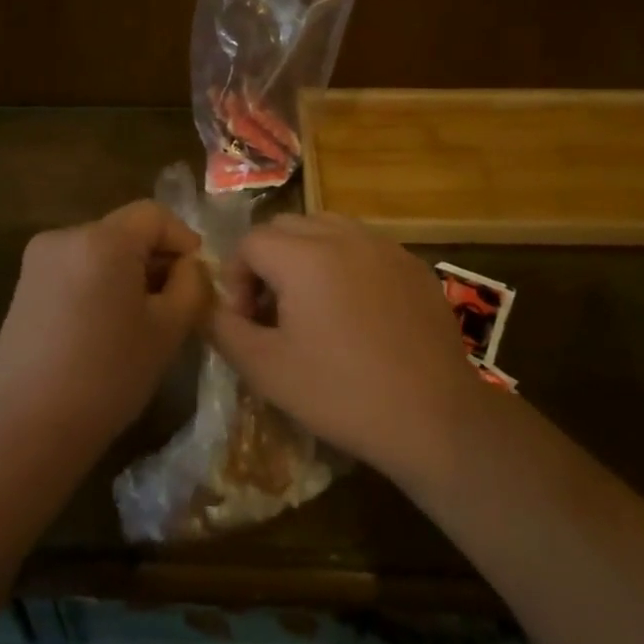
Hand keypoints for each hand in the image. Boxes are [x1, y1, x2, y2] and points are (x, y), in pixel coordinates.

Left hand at [0, 201, 210, 449]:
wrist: (26, 428)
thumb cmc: (107, 376)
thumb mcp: (168, 330)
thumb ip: (191, 285)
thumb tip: (189, 265)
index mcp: (102, 240)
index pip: (154, 215)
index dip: (183, 238)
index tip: (198, 277)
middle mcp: (65, 236)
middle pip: (125, 230)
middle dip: (156, 258)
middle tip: (177, 301)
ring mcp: (39, 260)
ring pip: (101, 250)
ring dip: (128, 272)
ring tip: (142, 317)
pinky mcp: (24, 285)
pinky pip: (76, 268)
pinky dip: (100, 283)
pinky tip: (106, 326)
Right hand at [207, 213, 484, 481]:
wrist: (434, 417)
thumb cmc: (341, 393)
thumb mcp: (266, 369)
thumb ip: (224, 329)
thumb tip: (209, 306)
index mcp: (303, 255)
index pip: (250, 242)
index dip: (237, 278)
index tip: (248, 320)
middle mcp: (343, 235)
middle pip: (287, 226)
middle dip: (269, 260)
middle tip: (274, 310)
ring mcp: (383, 246)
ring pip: (327, 228)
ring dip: (307, 256)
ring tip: (313, 304)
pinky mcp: (413, 264)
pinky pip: (365, 246)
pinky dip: (347, 264)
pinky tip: (357, 311)